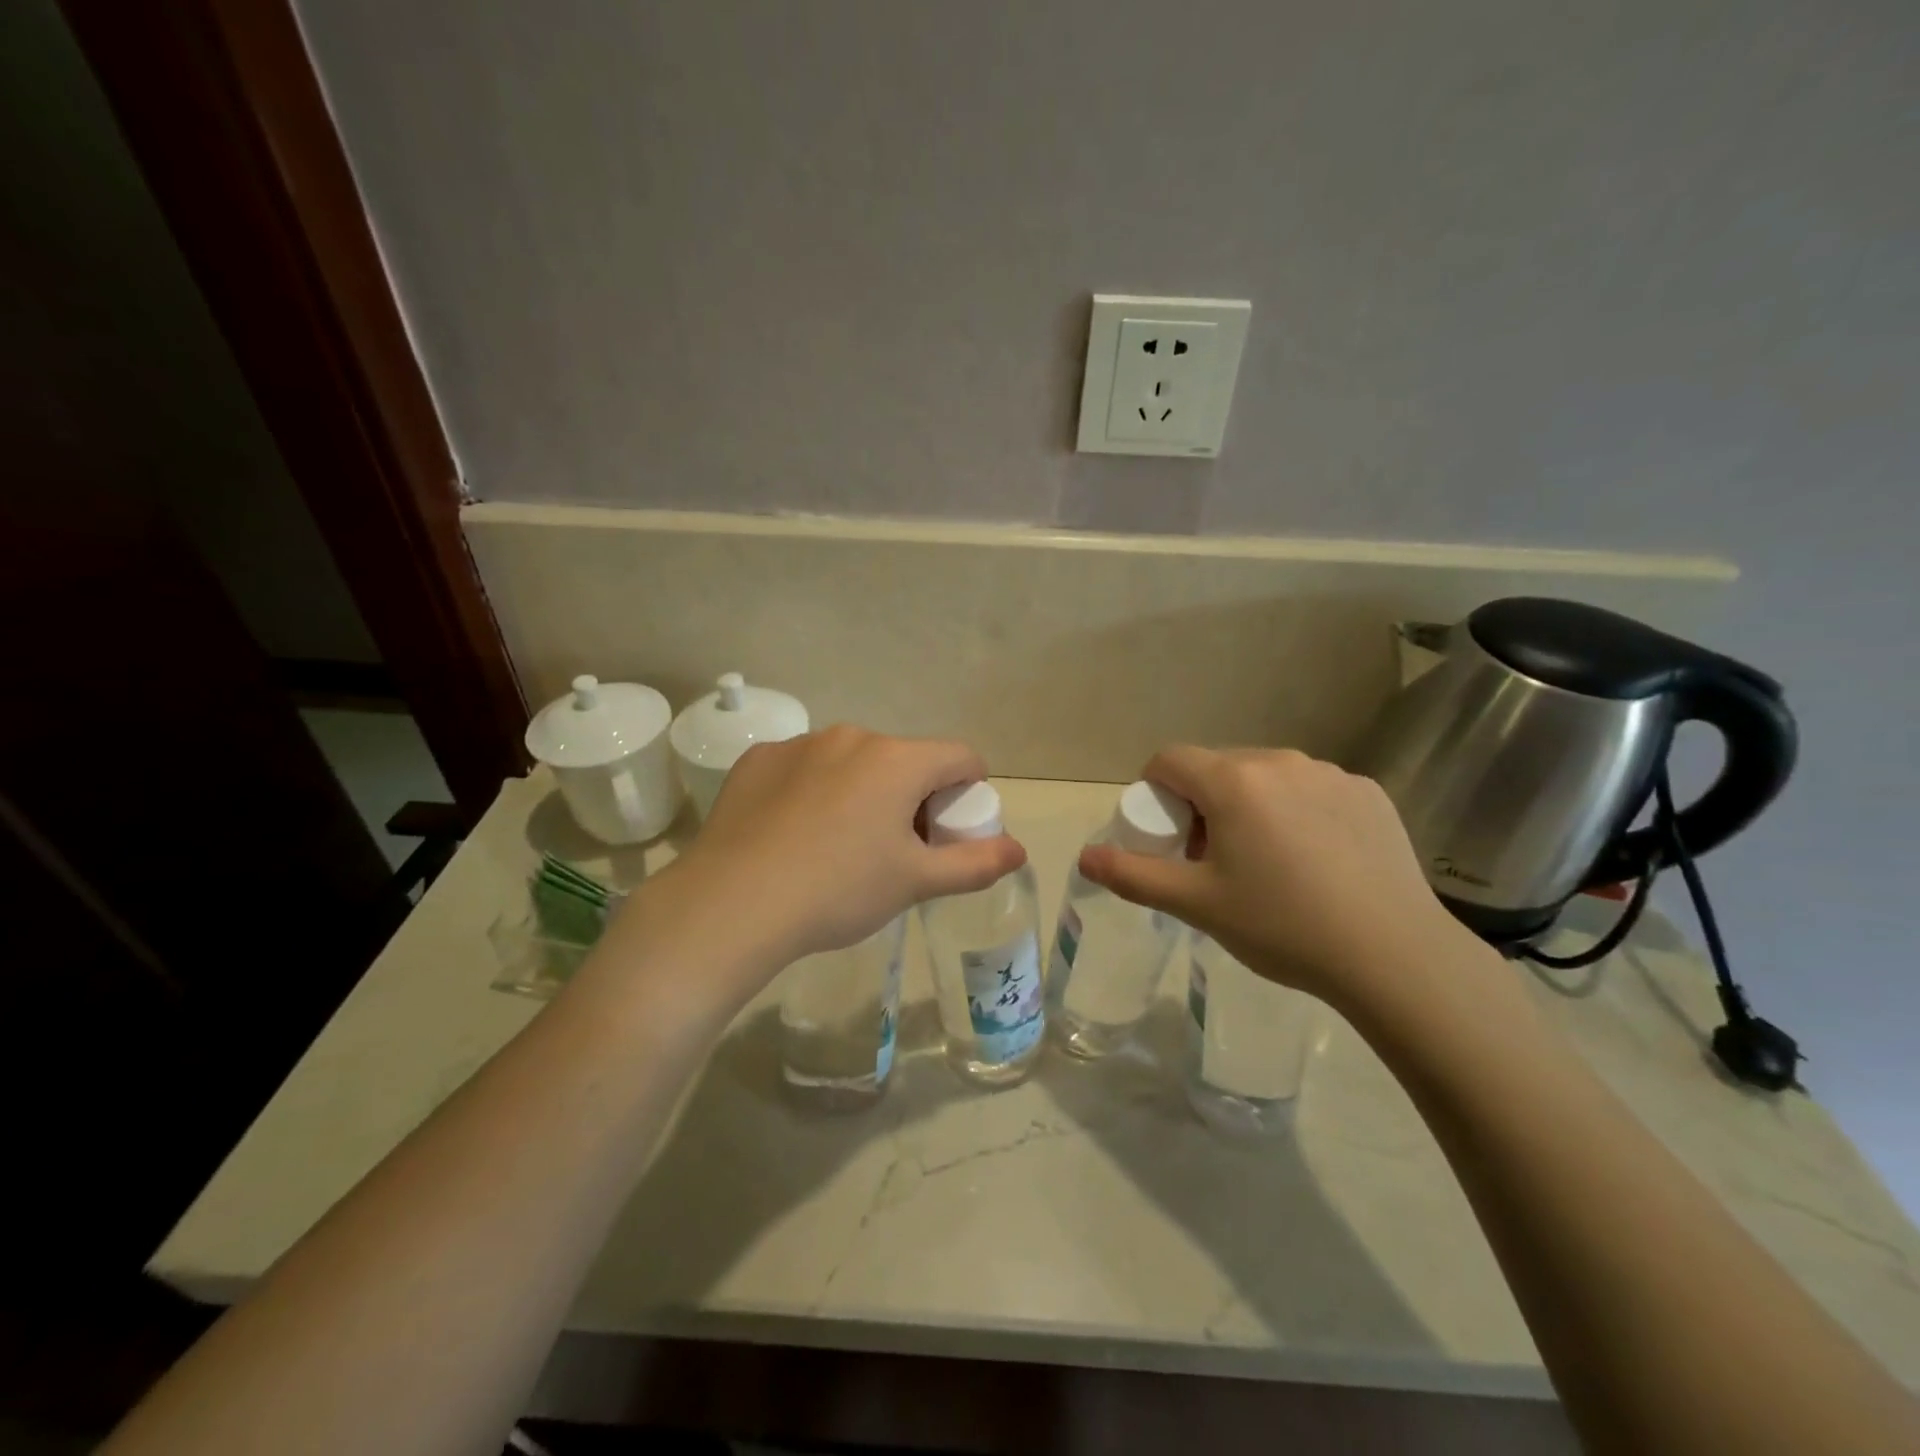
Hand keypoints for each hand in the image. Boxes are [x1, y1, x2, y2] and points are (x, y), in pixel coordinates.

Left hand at [650, 726, 1025, 968]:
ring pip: (853, 761)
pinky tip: (794, 833)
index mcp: (898, 760)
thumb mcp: (914, 882)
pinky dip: (813, 791)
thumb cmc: (839, 890)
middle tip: (896, 848)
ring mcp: (801, 744)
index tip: (949, 830)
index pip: (960, 757)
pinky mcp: (759, 760)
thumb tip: (1020, 850)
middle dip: (912, 795)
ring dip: (862, 790)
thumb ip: (974, 864)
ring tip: (840, 844)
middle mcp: (852, 737)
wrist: (732, 904)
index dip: (968, 791)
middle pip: (904, 760)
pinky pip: (805, 768)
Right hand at [1079, 746, 1464, 1010]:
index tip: (1167, 835)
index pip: (1169, 760)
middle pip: (1217, 767)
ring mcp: (1330, 773)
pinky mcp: (1369, 792)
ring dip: (1250, 805)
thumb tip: (1085, 857)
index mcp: (1233, 781)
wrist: (1394, 955)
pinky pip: (1311, 789)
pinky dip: (1297, 812)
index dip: (1154, 792)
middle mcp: (1280, 761)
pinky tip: (1317, 861)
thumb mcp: (1197, 905)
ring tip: (1267, 863)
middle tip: (1214, 859)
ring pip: (1266, 777)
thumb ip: (1133, 875)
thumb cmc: (1282, 926)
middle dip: (1202, 803)